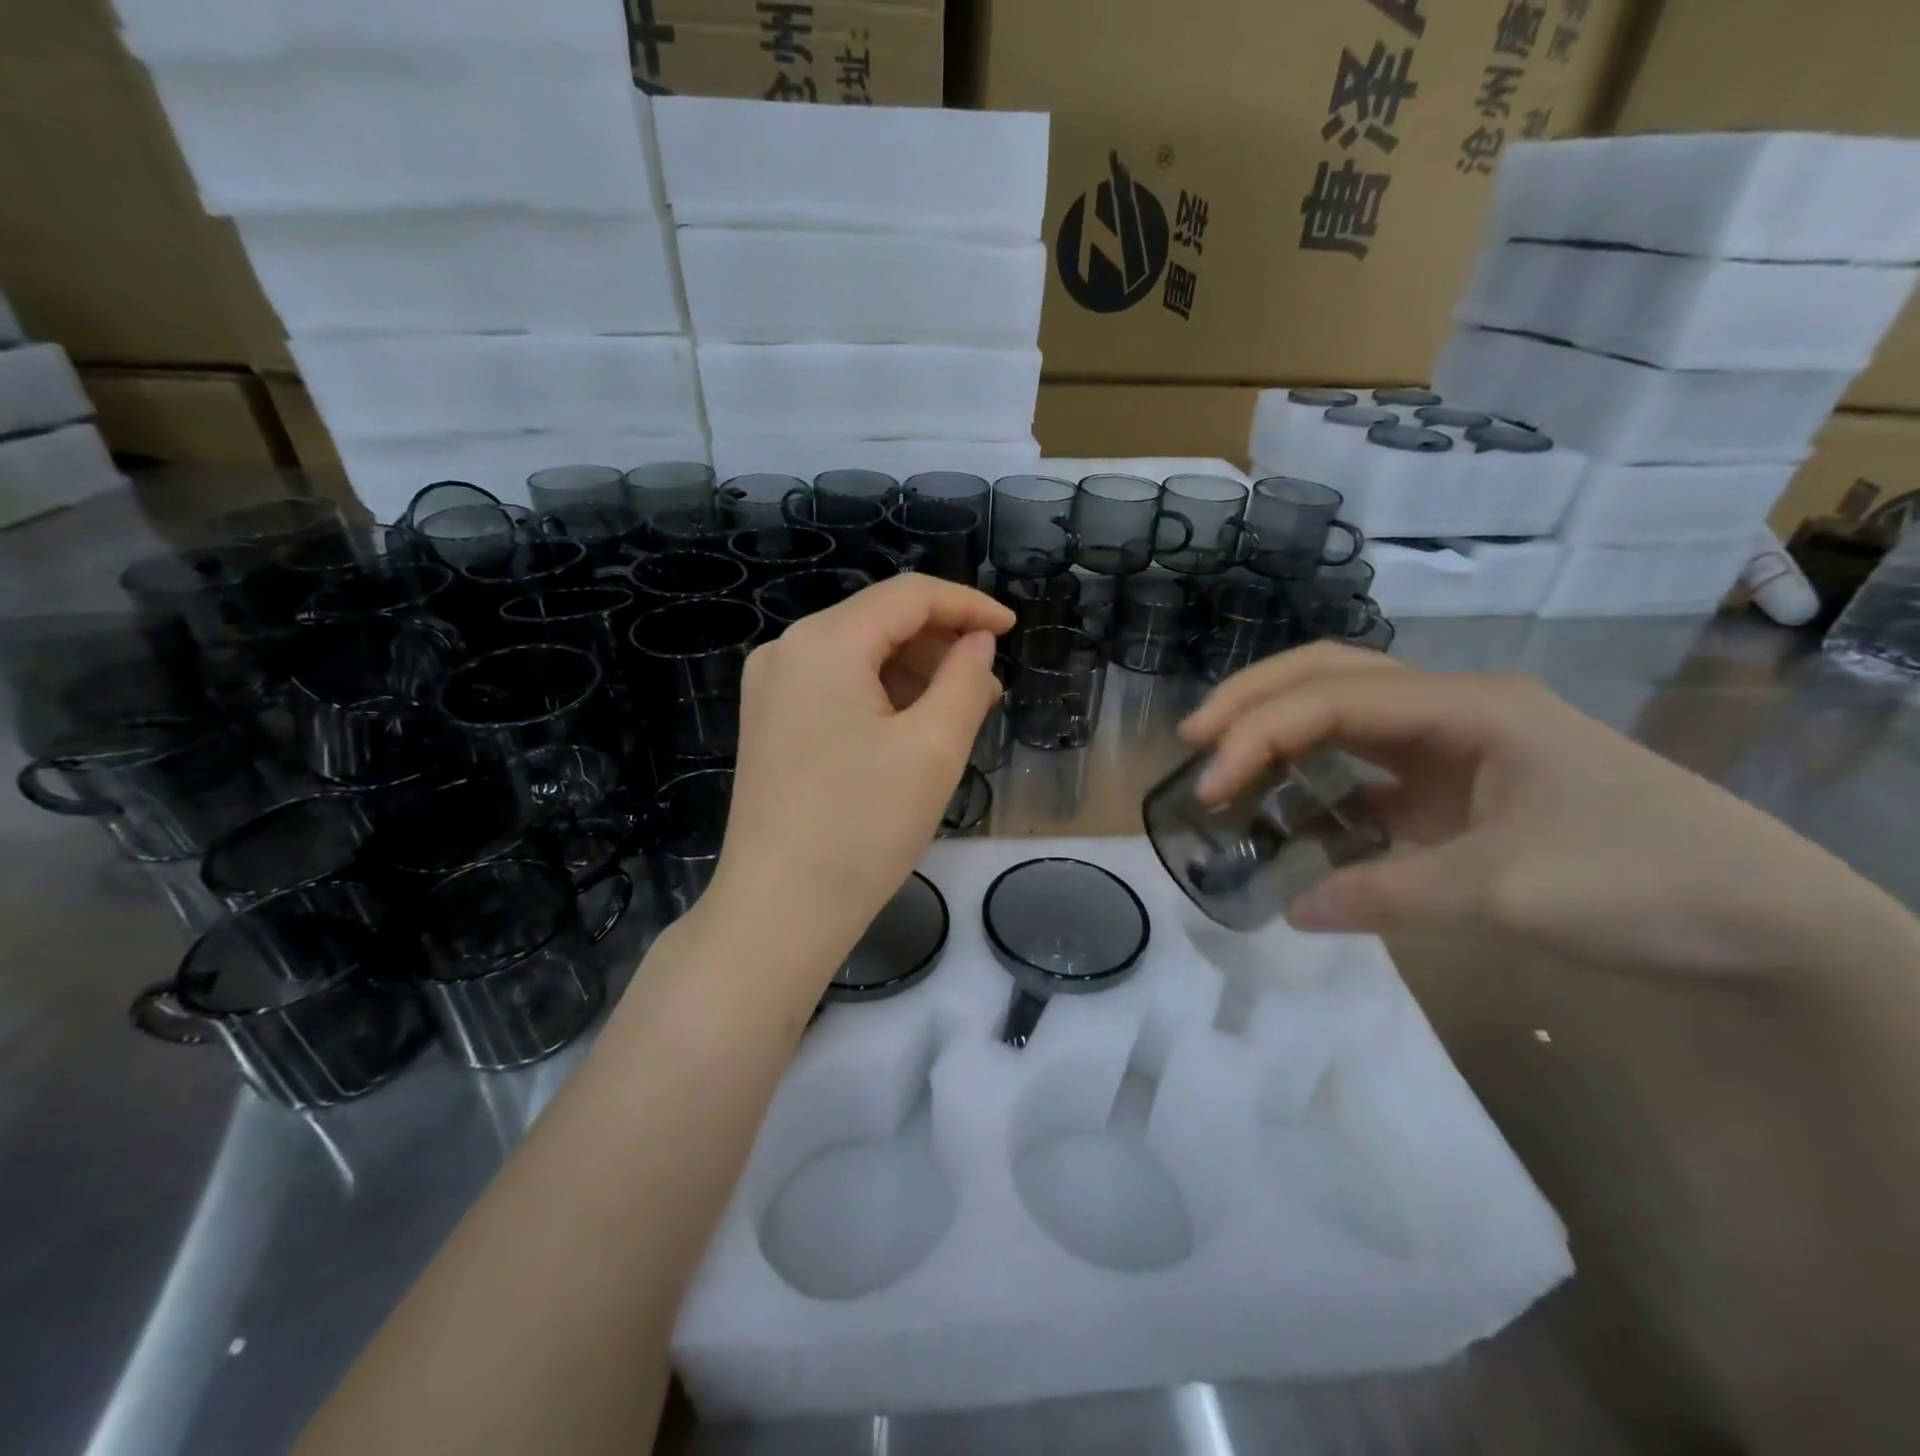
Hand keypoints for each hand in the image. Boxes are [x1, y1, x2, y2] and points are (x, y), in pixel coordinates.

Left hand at [705, 575, 1013, 972]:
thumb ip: (965, 679)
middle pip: (879, 621)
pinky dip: (881, 696)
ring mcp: (770, 688)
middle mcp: (787, 650)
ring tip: (960, 711)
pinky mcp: (769, 722)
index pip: (909, 596)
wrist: (779, 910)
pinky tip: (913, 728)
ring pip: (859, 655)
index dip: (968, 605)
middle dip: (941, 644)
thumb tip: (977, 642)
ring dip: (914, 672)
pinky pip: (836, 686)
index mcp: (824, 642)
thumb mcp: (933, 748)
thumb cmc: (863, 826)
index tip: (1013, 630)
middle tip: (990, 686)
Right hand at [1179, 643, 1880, 976]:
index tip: (1211, 786)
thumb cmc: (1646, 884)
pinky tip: (1291, 803)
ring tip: (1224, 759)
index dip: (1259, 734)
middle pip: (1332, 672)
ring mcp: (1458, 743)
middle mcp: (1455, 708)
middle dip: (1254, 698)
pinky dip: (1318, 774)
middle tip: (1194, 738)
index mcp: (1468, 707)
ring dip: (1280, 726)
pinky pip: (1369, 762)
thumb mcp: (1506, 894)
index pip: (1334, 699)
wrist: (1769, 923)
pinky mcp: (1460, 783)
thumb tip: (1292, 910)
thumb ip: (1386, 895)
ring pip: (1346, 708)